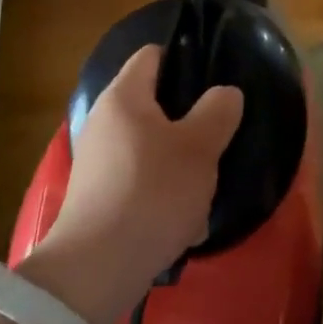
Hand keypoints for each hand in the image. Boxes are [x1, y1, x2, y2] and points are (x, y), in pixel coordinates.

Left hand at [22, 44, 243, 323]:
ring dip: (180, 164)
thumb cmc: (152, 193)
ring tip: (205, 188)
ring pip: (152, 148)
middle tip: (217, 137)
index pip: (152, 55)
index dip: (185, 58)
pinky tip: (183, 223)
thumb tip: (225, 93)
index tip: (214, 80)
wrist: (97, 268)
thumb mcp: (199, 148)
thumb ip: (218, 112)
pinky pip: (140, 182)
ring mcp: (97, 161)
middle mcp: (104, 121)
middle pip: (154, 104)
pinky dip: (163, 195)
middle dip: (189, 121)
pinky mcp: (98, 197)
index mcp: (124, 96)